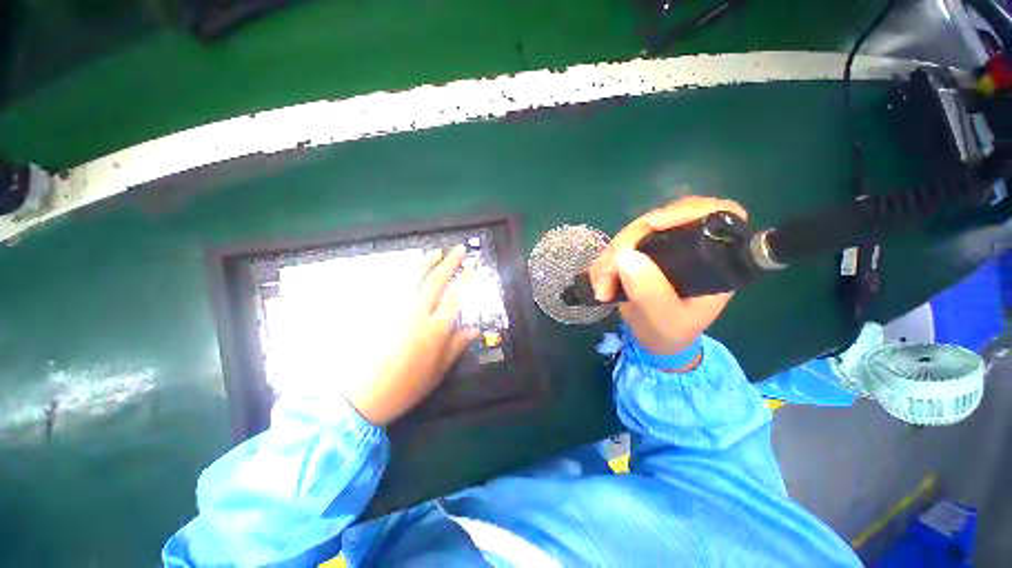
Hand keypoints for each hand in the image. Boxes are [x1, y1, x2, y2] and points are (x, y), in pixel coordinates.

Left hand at [342, 245, 477, 424]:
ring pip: (415, 278)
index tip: (472, 267)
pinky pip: (395, 286)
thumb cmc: (406, 387)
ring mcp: (396, 310)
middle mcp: (418, 314)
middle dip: (450, 263)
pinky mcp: (380, 311)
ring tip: (436, 251)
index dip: (465, 280)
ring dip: (427, 262)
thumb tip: (474, 329)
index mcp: (436, 330)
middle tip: (459, 250)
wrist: (361, 396)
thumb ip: (456, 346)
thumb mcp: (438, 371)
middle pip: (436, 281)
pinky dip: (405, 274)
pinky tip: (410, 270)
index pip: (455, 297)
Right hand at [588, 196, 746, 356]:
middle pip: (662, 219)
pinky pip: (618, 246)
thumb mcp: (663, 319)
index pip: (717, 213)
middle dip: (628, 242)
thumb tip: (624, 255)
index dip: (686, 210)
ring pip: (633, 232)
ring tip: (602, 287)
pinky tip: (600, 283)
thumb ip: (649, 292)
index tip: (651, 225)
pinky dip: (604, 262)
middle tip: (609, 272)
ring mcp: (663, 247)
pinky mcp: (642, 252)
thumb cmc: (669, 333)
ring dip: (610, 257)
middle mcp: (690, 246)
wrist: (654, 340)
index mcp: (714, 260)